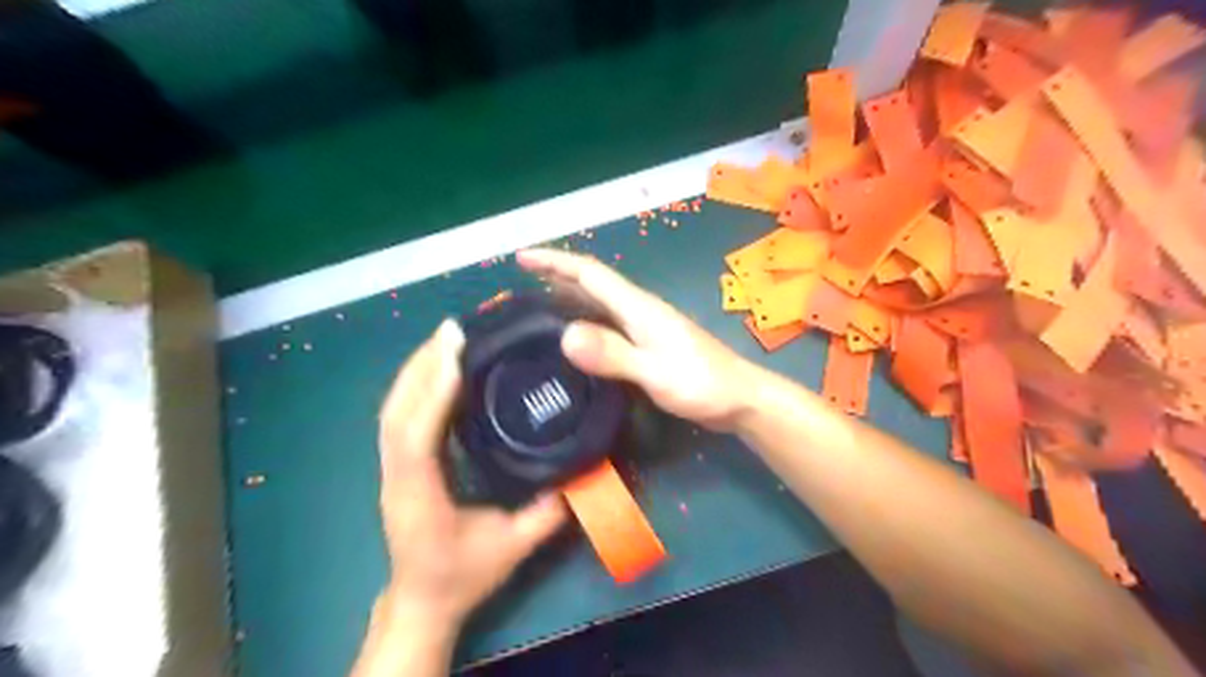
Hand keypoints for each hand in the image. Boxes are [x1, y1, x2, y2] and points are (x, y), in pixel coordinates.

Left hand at [376, 319, 566, 630]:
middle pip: (396, 413)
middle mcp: (397, 477)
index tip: (455, 353)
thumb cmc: (462, 577)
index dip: (434, 392)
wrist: (422, 602)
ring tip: (444, 339)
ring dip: (415, 371)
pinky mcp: (398, 466)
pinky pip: (399, 418)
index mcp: (420, 496)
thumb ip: (546, 514)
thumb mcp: (511, 549)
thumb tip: (580, 475)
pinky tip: (437, 370)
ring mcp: (392, 471)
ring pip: (392, 411)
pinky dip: (415, 387)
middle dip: (422, 366)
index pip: (417, 437)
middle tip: (452, 329)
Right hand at [518, 249, 760, 433]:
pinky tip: (579, 335)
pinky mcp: (651, 342)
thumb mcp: (655, 372)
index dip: (555, 262)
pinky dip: (587, 318)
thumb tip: (565, 334)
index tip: (522, 259)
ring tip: (539, 302)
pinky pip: (610, 321)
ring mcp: (647, 326)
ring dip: (570, 294)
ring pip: (601, 301)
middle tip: (523, 280)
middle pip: (593, 283)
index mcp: (638, 308)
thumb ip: (614, 354)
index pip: (590, 274)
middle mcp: (640, 309)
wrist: (740, 398)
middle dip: (557, 274)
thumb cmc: (701, 384)